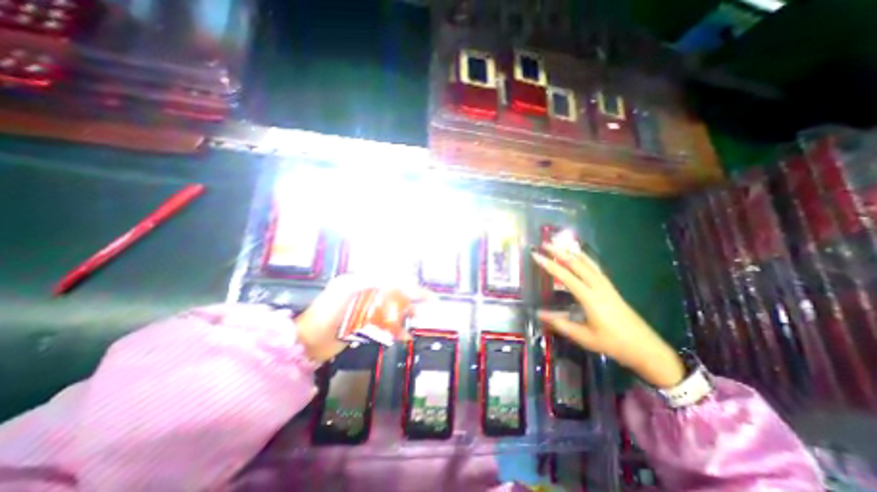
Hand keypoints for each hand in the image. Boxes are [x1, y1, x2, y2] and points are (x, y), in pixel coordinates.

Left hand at [295, 275, 428, 362]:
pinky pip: (384, 325)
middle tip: (426, 307)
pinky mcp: (364, 326)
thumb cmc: (327, 312)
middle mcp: (366, 294)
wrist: (307, 342)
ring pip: (391, 310)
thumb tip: (395, 279)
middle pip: (394, 294)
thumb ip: (370, 282)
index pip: (392, 280)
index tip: (424, 293)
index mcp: (362, 282)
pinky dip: (395, 330)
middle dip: (410, 299)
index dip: (409, 286)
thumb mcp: (347, 290)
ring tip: (418, 320)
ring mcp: (365, 311)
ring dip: (405, 313)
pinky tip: (405, 336)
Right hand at [534, 242, 683, 387]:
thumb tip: (538, 313)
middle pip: (577, 264)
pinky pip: (595, 267)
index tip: (536, 256)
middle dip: (559, 252)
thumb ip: (559, 323)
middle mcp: (598, 287)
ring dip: (572, 252)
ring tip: (560, 243)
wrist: (645, 348)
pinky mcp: (610, 287)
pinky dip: (585, 258)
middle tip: (545, 244)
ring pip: (587, 263)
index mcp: (590, 298)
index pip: (565, 277)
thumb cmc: (612, 343)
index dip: (549, 265)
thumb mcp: (583, 336)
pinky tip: (579, 255)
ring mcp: (606, 285)